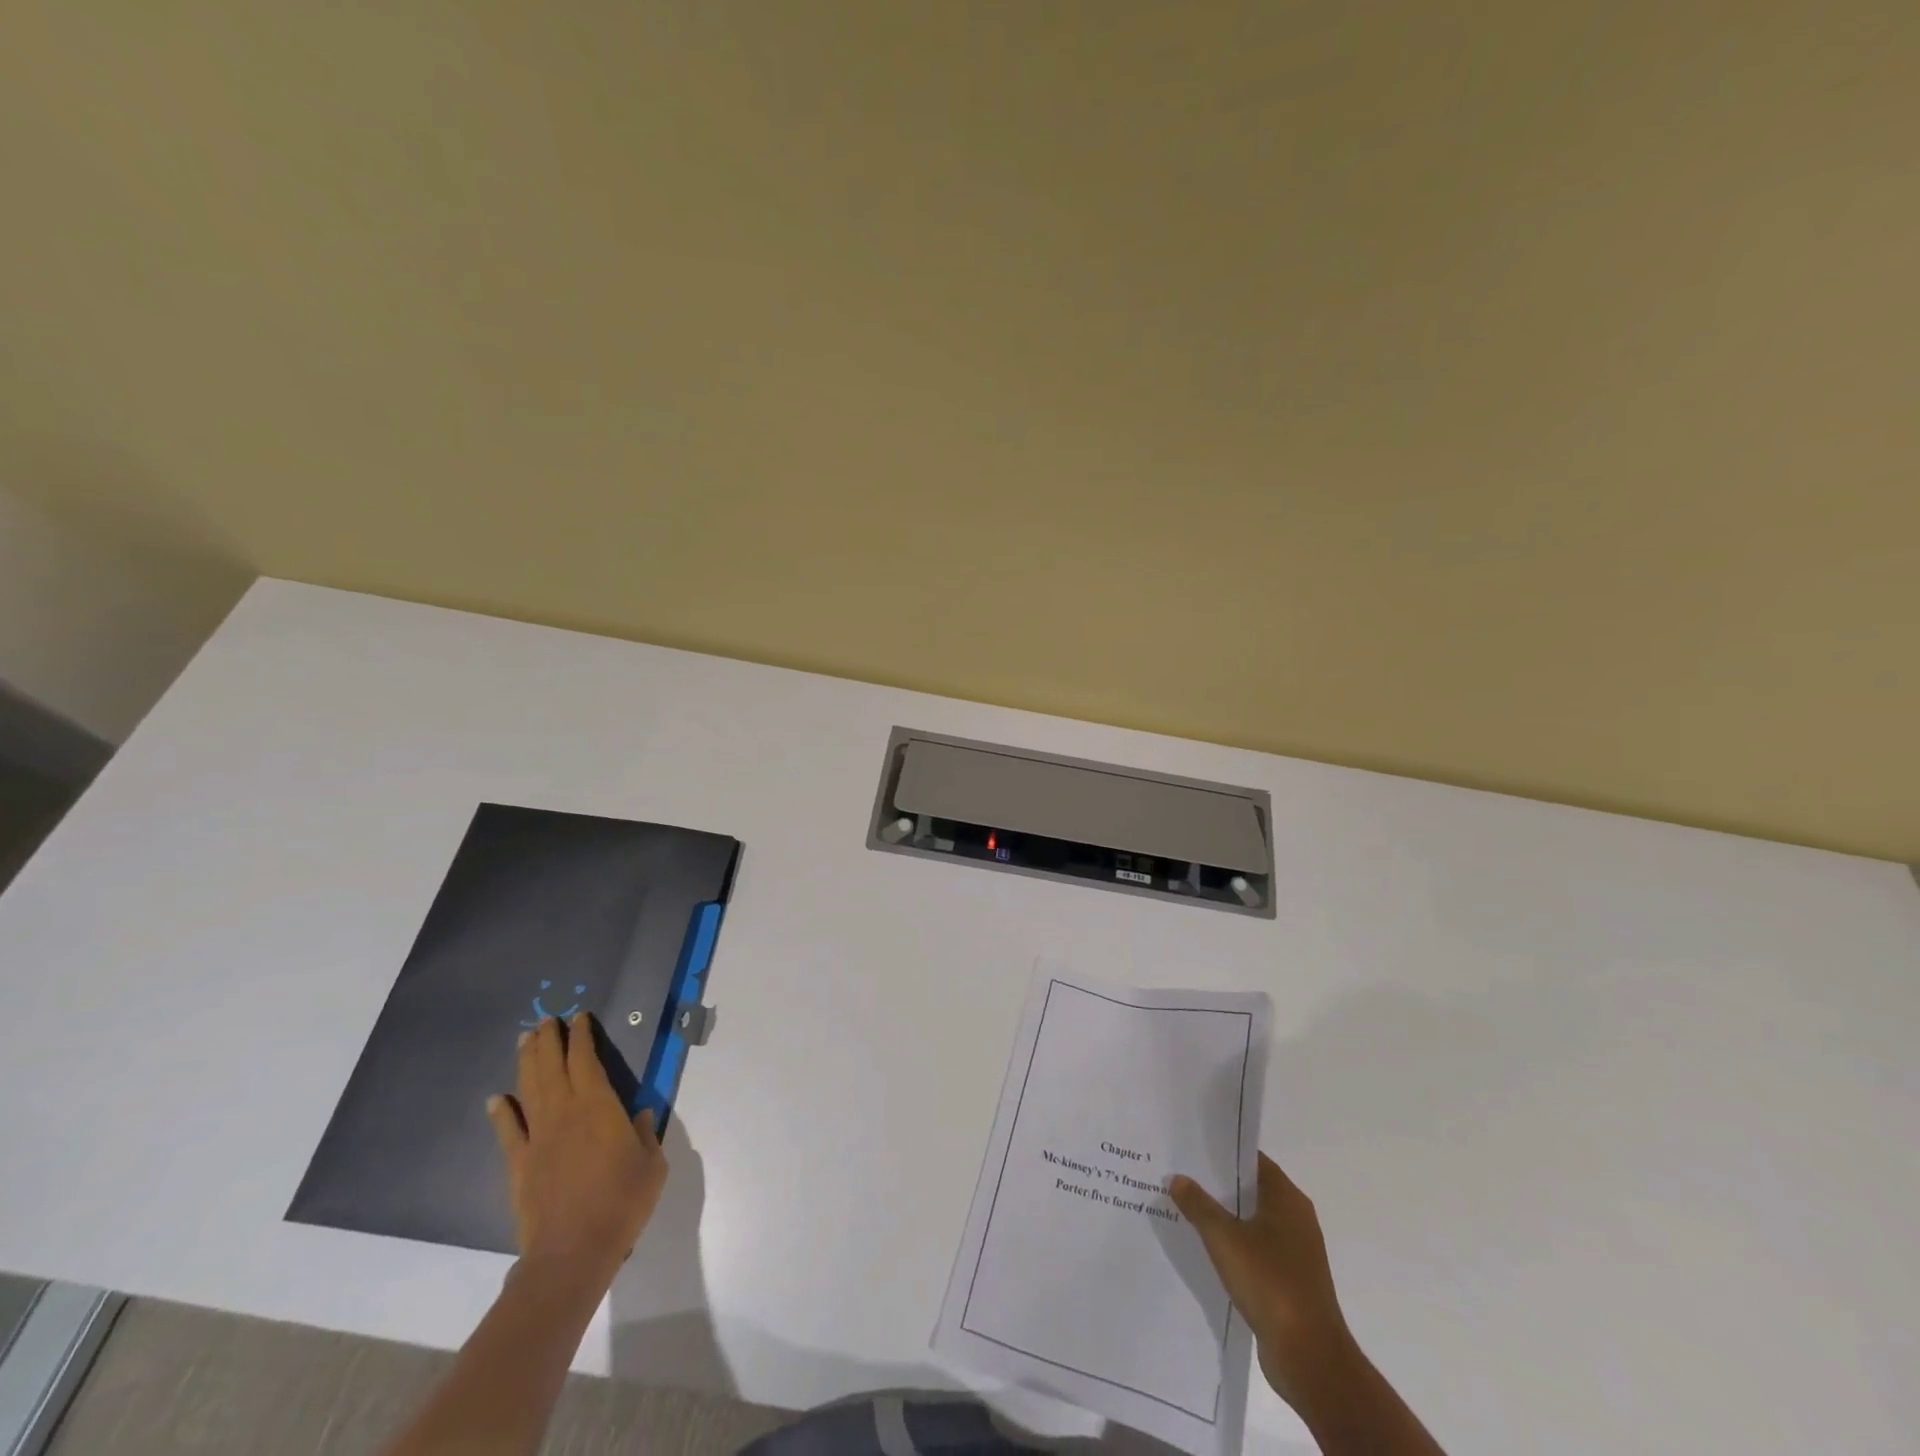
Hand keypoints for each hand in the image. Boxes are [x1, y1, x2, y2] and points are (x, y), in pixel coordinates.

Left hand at [486, 1014, 667, 1287]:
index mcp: (598, 1106)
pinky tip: (495, 1099)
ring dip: (527, 1063)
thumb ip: (646, 1135)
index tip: (579, 1018)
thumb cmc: (622, 1202)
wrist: (572, 1252)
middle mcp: (564, 1113)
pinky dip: (501, 1113)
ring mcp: (538, 1138)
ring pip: (529, 1090)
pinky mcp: (519, 1165)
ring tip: (525, 1040)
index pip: (586, 1060)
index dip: (581, 1037)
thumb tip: (641, 1117)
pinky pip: (508, 1132)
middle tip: (546, 1020)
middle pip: (552, 1067)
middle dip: (549, 1041)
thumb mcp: (652, 1164)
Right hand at [1169, 1154, 1354, 1409]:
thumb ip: (1199, 1205)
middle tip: (1181, 1175)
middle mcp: (1296, 1219)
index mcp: (1287, 1199)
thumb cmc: (1270, 1283)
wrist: (1310, 1357)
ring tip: (1186, 1209)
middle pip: (1251, 1190)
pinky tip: (1207, 1250)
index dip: (1223, 1153)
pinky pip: (1257, 1251)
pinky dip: (1235, 1246)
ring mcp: (1296, 1252)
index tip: (1192, 1148)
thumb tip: (1177, 1178)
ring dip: (1225, 1218)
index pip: (1252, 1160)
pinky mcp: (1291, 1281)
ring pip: (1253, 1222)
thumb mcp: (1224, 1239)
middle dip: (1218, 1185)